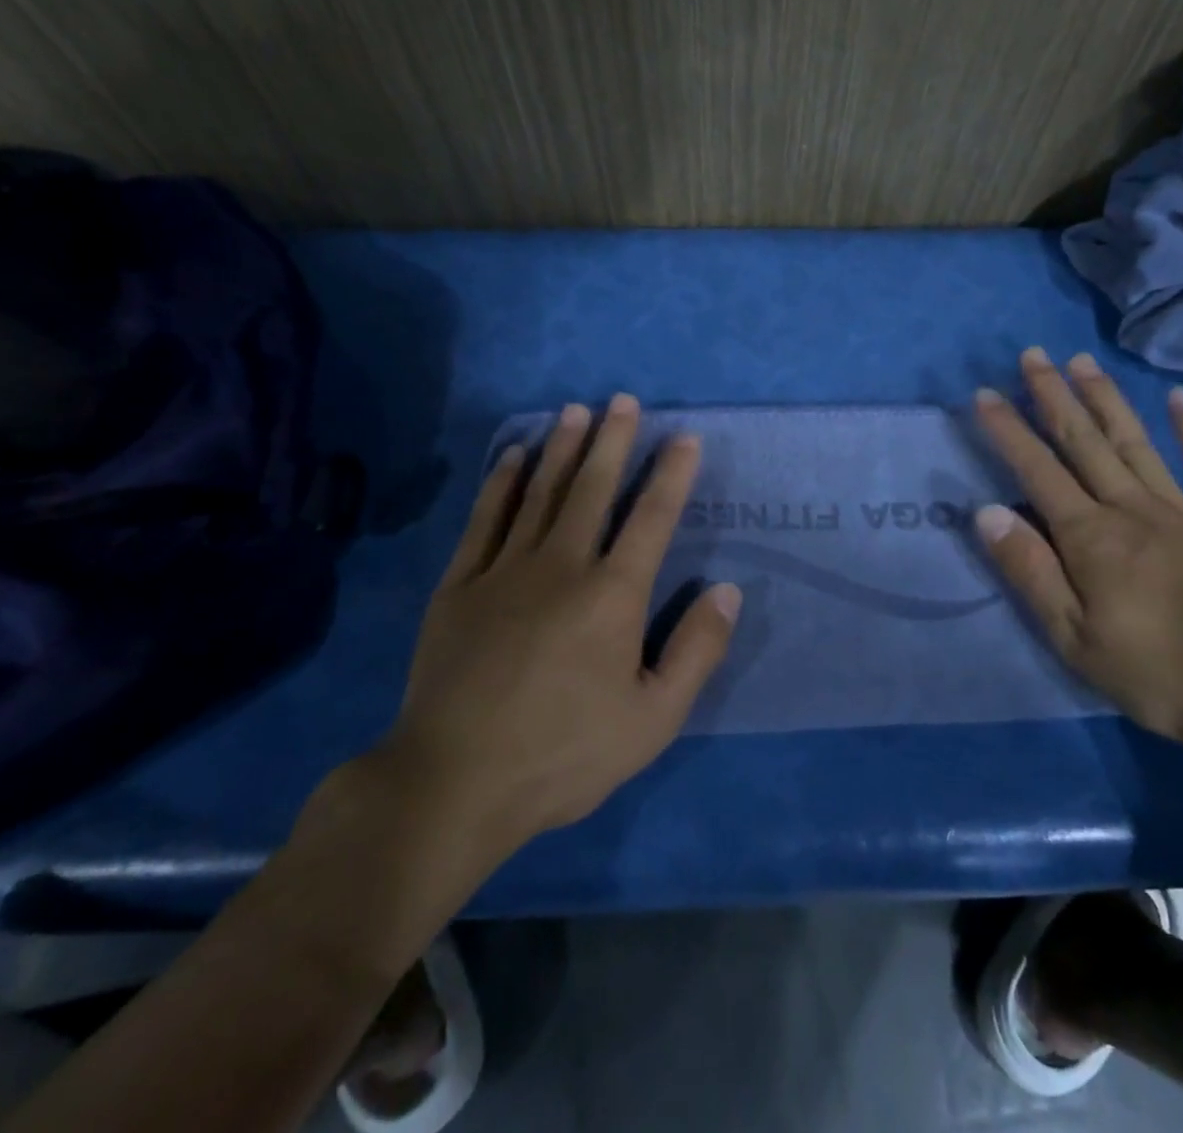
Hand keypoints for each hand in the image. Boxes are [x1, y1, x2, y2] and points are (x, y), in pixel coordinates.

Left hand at [372, 393, 738, 849]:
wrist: (455, 782)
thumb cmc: (565, 753)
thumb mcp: (654, 719)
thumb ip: (696, 650)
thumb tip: (728, 590)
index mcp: (613, 596)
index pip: (651, 519)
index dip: (672, 475)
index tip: (684, 438)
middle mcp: (562, 566)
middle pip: (592, 489)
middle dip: (613, 441)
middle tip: (623, 400)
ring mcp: (504, 570)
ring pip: (540, 493)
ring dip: (561, 448)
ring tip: (575, 411)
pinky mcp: (459, 585)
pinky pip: (485, 519)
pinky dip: (500, 483)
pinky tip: (512, 457)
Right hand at [972, 347, 1182, 769]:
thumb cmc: (1156, 674)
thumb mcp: (1073, 638)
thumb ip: (1030, 571)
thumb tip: (988, 512)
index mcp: (1090, 538)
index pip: (1037, 470)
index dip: (1009, 430)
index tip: (985, 393)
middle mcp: (1131, 509)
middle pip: (1085, 442)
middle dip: (1054, 396)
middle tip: (1033, 355)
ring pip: (1136, 443)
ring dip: (1106, 399)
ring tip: (1083, 362)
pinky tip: (1182, 399)